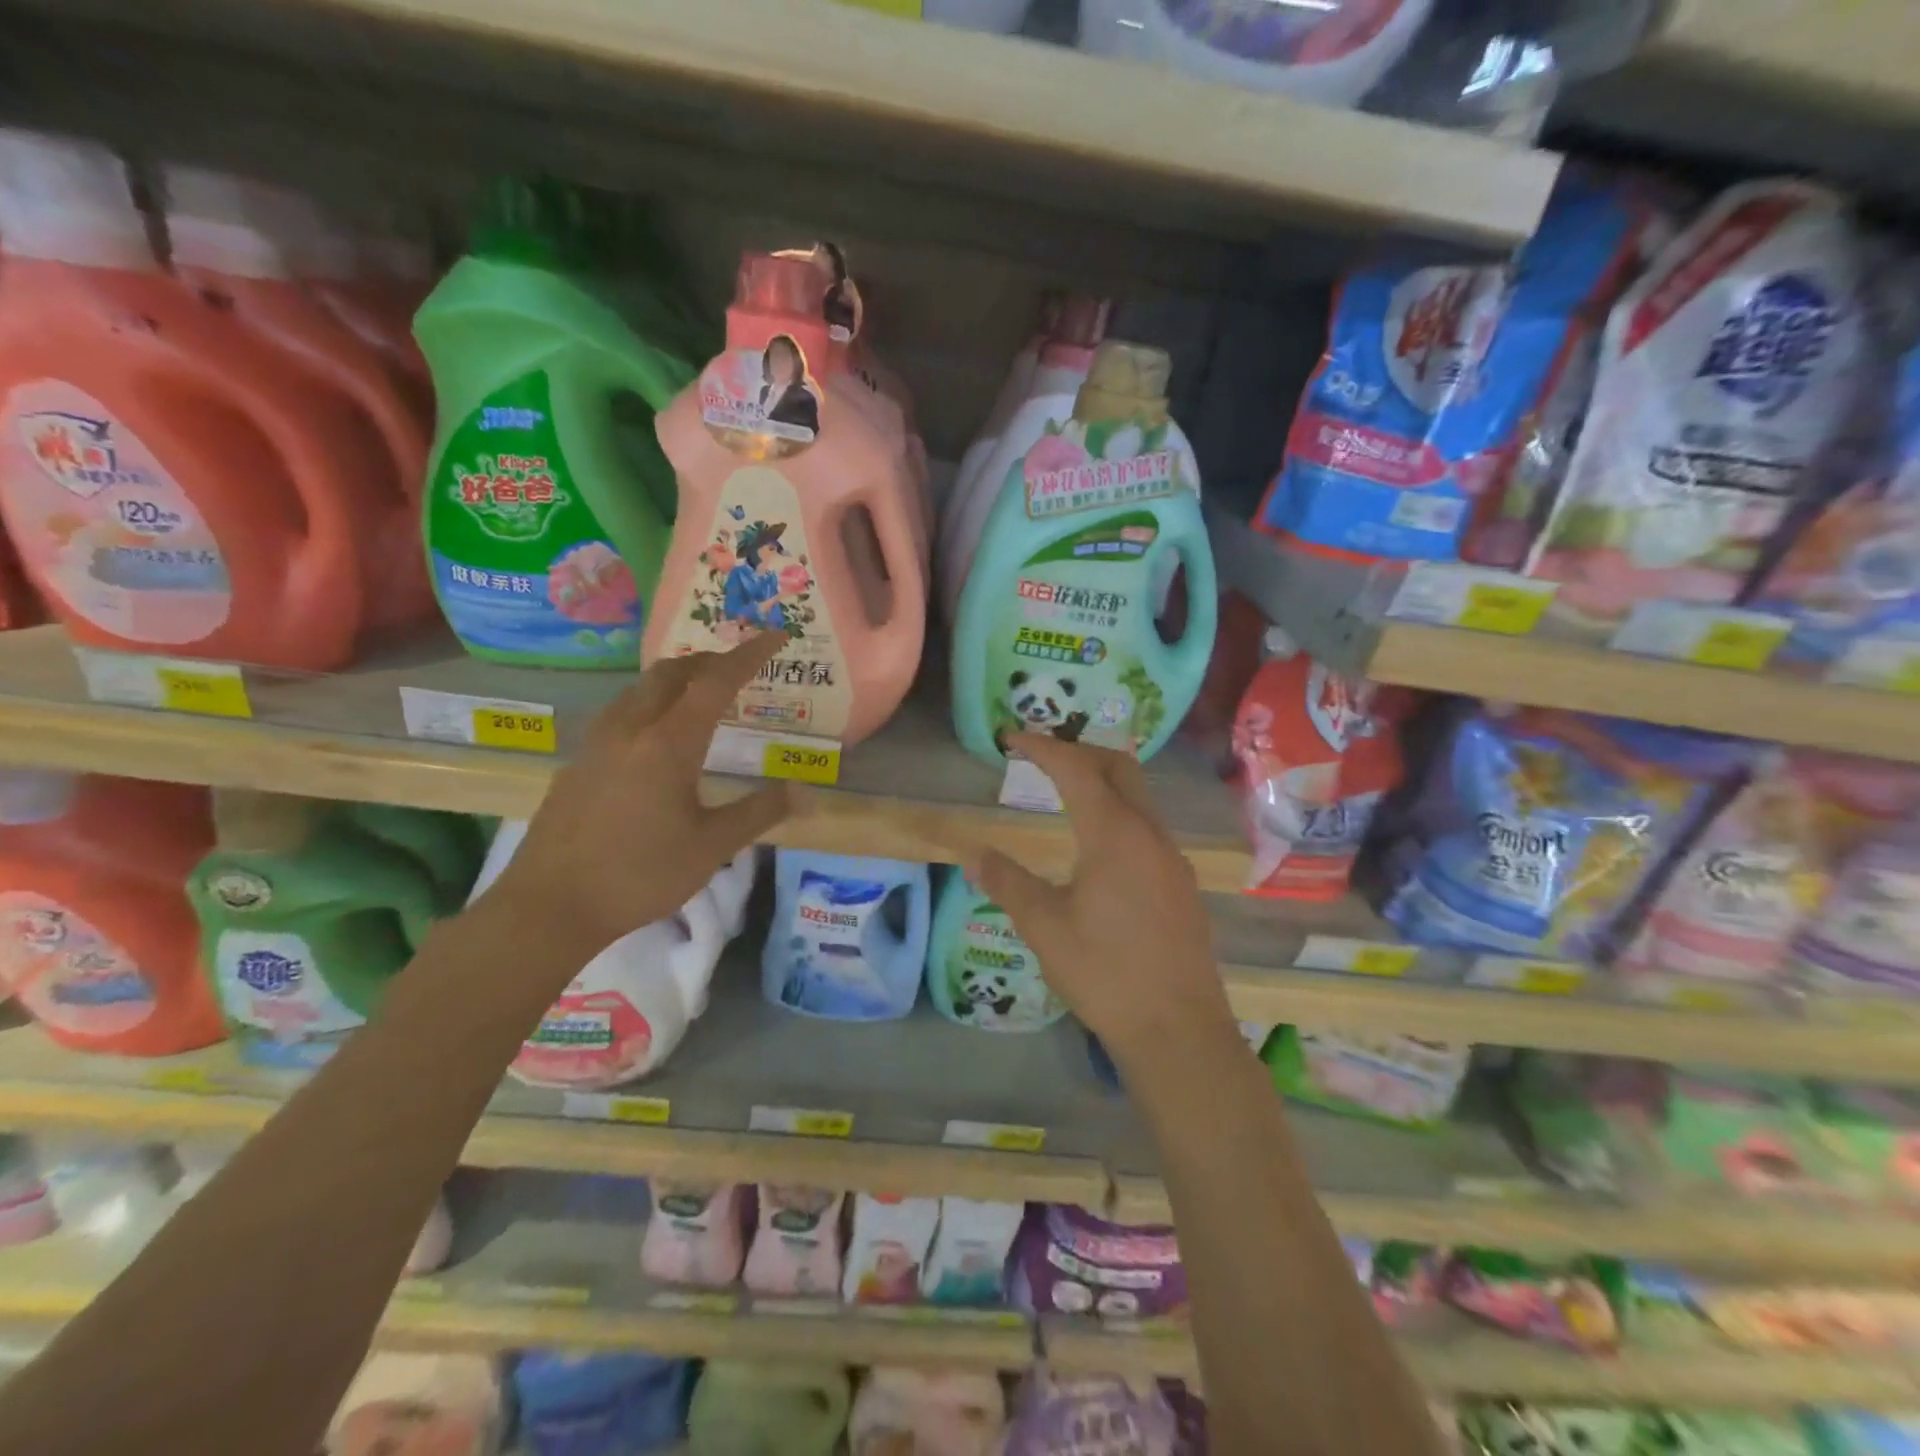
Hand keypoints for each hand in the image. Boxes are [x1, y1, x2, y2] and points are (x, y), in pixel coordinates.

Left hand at [487, 634, 792, 956]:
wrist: (549, 905)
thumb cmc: (639, 874)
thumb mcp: (712, 846)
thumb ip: (760, 811)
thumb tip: (805, 791)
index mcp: (669, 742)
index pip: (716, 681)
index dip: (749, 655)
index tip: (774, 635)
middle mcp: (631, 728)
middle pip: (672, 672)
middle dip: (710, 661)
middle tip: (740, 669)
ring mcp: (598, 742)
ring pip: (641, 688)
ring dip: (677, 680)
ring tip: (702, 697)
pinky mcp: (579, 761)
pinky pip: (622, 711)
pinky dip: (652, 703)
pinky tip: (657, 737)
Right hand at [969, 733, 1234, 1072]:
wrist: (1178, 1029)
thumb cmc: (1104, 973)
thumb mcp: (1043, 926)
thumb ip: (1007, 882)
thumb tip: (972, 853)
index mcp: (1114, 833)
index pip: (1076, 769)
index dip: (1042, 747)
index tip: (1011, 738)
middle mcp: (1149, 833)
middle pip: (1118, 766)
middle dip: (1079, 750)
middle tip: (1040, 755)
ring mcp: (1171, 857)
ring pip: (1138, 795)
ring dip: (1101, 780)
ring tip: (1063, 790)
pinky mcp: (1179, 882)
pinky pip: (1147, 825)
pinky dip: (1117, 811)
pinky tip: (1097, 843)